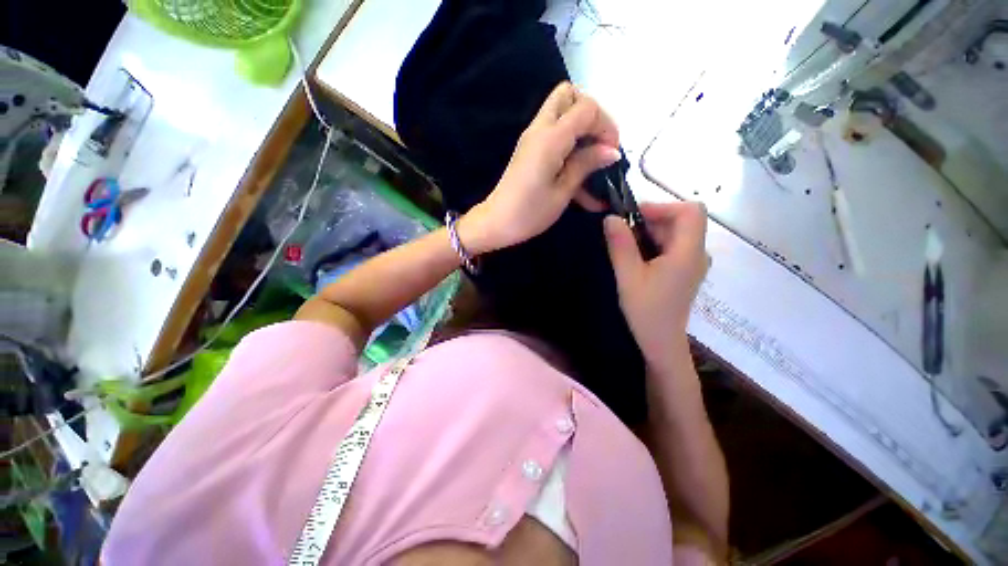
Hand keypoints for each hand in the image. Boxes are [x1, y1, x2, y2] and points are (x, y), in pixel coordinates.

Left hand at [459, 82, 620, 253]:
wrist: (495, 222)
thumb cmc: (530, 211)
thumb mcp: (564, 191)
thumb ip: (587, 164)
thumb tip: (613, 151)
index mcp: (551, 137)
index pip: (586, 107)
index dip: (605, 124)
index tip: (611, 151)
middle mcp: (541, 127)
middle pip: (568, 93)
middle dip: (592, 112)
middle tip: (601, 140)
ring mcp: (535, 134)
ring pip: (563, 106)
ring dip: (584, 124)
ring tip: (596, 156)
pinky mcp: (533, 145)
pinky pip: (558, 128)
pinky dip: (574, 139)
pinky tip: (585, 173)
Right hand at [604, 202, 708, 369]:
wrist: (663, 344)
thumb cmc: (648, 313)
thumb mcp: (628, 278)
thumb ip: (621, 244)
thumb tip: (612, 217)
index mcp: (688, 252)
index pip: (692, 210)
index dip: (667, 206)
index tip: (641, 218)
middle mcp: (698, 253)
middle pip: (684, 218)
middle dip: (656, 219)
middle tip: (630, 235)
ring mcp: (696, 262)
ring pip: (680, 231)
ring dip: (656, 232)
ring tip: (633, 250)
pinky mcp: (689, 270)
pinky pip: (678, 244)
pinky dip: (661, 244)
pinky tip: (644, 261)